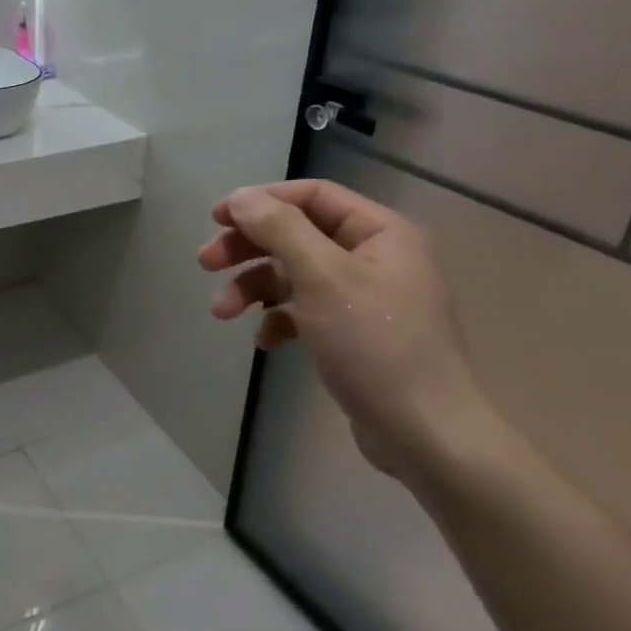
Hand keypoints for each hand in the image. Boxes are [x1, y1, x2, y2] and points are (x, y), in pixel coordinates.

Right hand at [198, 180, 491, 478]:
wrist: (424, 434)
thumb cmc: (375, 345)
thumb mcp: (323, 278)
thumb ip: (280, 229)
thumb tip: (241, 197)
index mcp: (380, 233)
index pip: (313, 196)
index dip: (261, 201)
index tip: (216, 218)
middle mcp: (374, 257)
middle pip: (297, 234)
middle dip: (249, 248)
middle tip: (206, 263)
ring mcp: (364, 298)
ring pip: (295, 275)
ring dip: (253, 287)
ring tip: (220, 312)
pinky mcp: (352, 334)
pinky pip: (305, 312)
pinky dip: (279, 320)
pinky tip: (265, 342)